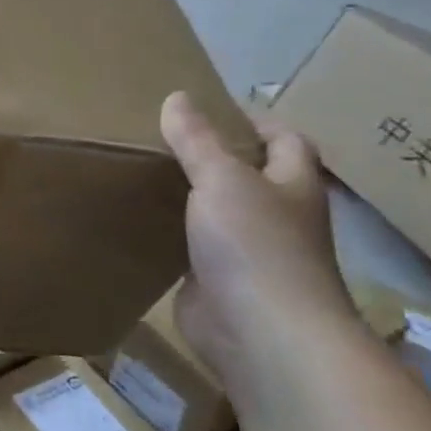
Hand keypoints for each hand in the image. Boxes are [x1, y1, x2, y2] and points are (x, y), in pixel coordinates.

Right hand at [159, 91, 356, 377]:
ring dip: (189, 198)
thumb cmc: (255, 245)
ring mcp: (249, 254)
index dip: (258, 122)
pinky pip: (192, 249)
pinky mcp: (217, 283)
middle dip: (215, 158)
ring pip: (218, 214)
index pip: (286, 142)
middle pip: (250, 177)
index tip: (215, 109)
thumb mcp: (222, 178)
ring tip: (144, 173)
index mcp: (292, 185)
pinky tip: (138, 221)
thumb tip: (177, 96)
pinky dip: (171, 236)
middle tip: (164, 138)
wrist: (261, 334)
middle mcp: (276, 217)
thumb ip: (197, 140)